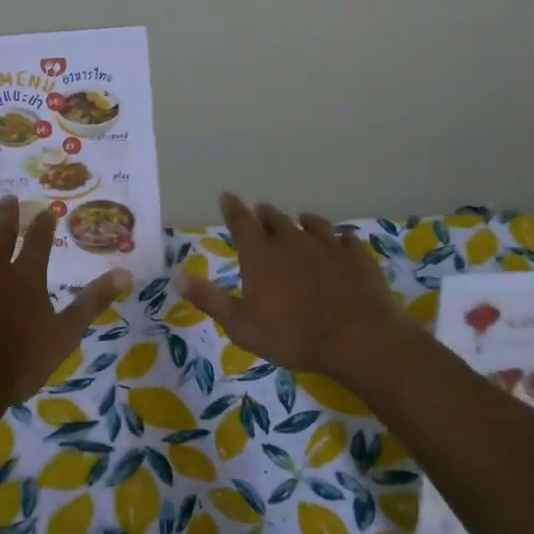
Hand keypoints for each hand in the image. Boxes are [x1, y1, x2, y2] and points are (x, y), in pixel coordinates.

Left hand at [0, 196, 130, 418]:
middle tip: (8, 199)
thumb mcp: (65, 336)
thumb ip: (92, 302)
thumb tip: (123, 273)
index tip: (45, 212)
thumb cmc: (19, 364)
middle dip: (7, 214)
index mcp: (26, 275)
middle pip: (1, 232)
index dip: (42, 223)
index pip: (38, 239)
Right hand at [176, 193, 408, 379]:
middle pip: (275, 219)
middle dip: (264, 214)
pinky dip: (337, 239)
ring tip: (300, 220)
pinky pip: (345, 238)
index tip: (227, 195)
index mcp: (261, 255)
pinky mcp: (356, 255)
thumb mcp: (240, 325)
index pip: (241, 222)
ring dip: (301, 221)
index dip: (232, 208)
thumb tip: (177, 275)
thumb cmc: (291, 336)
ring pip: (311, 223)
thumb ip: (209, 299)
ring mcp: (327, 245)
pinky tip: (340, 242)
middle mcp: (292, 241)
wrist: (356, 338)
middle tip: (261, 212)